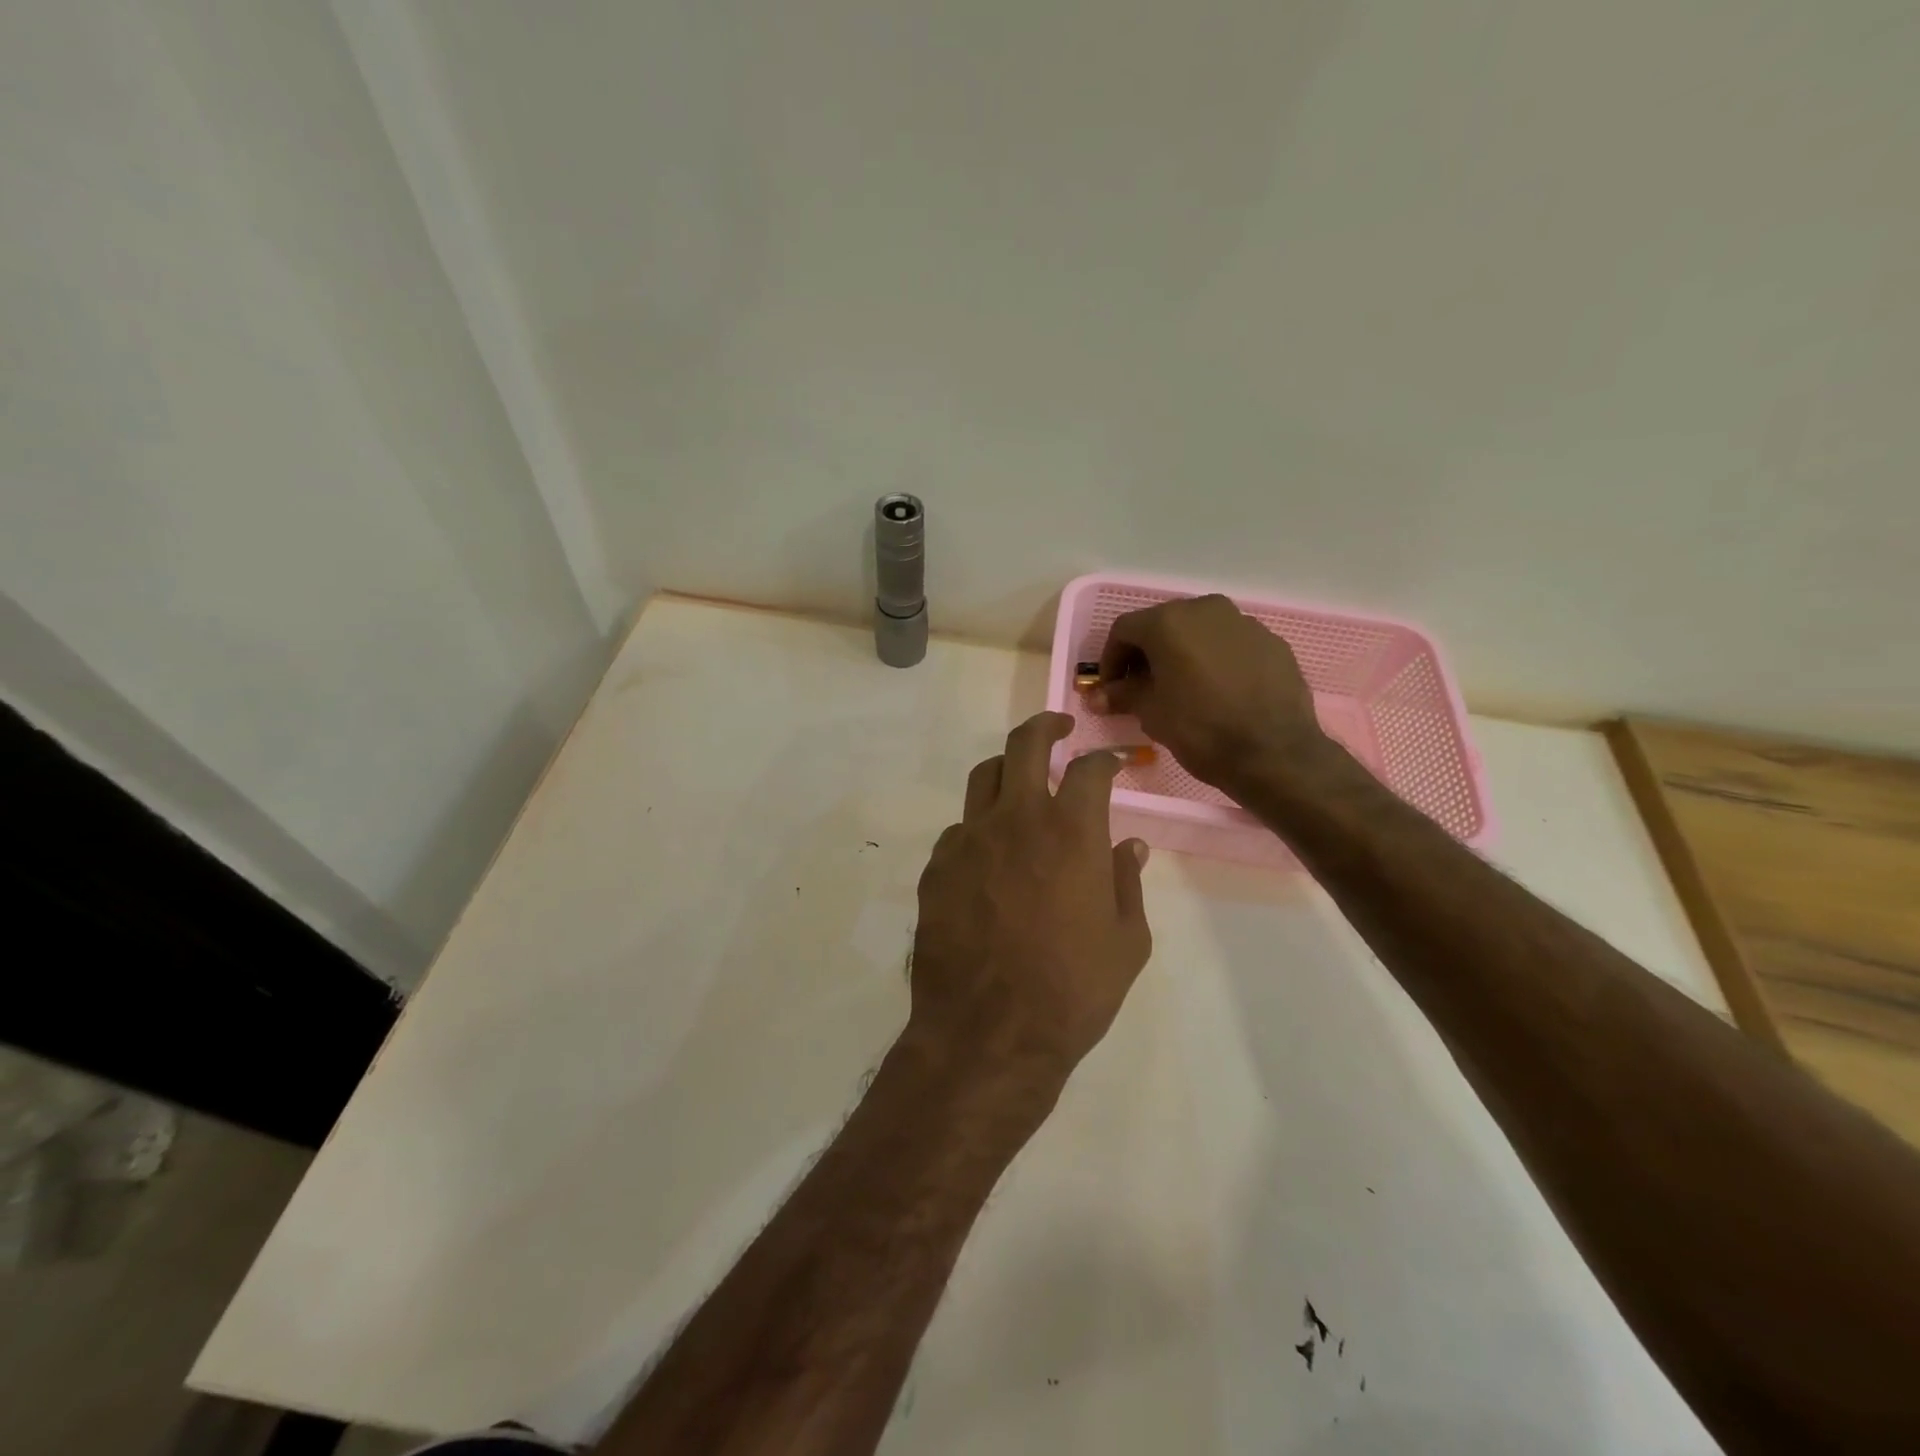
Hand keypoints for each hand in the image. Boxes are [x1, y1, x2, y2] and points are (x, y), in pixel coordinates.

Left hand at [907, 712, 1152, 1103]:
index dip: (1106, 759)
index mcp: (1070, 832)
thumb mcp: (1125, 942)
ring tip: (1021, 783)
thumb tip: (1130, 845)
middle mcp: (1016, 820)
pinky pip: (960, 829)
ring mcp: (968, 840)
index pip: (1090, 770)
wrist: (988, 1033)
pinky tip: (990, 855)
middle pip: (1024, 745)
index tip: (1113, 762)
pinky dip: (980, 827)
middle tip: (1058, 728)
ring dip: (1007, 770)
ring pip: (983, 777)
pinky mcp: (937, 867)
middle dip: (1045, 726)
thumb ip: (1127, 883)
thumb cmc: (1072, 991)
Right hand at [1089, 594, 1331, 794]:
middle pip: (1163, 624)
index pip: (1124, 630)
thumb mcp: (1151, 714)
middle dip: (1147, 654)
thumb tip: (1098, 697)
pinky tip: (1219, 691)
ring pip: (1200, 632)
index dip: (1110, 659)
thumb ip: (1123, 695)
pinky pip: (1231, 644)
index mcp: (1169, 622)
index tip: (1111, 688)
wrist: (1274, 752)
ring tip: (1182, 689)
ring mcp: (1244, 622)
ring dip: (1183, 654)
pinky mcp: (1272, 641)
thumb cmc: (1201, 729)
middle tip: (1142, 687)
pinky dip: (1216, 660)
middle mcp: (1205, 609)